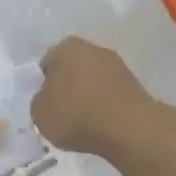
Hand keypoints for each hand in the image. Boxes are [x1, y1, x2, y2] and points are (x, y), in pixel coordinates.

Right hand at [32, 37, 167, 158]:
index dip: (43, 83)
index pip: (47, 62)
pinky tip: (101, 126)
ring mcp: (118, 66)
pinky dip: (105, 107)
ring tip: (82, 123)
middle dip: (67, 87)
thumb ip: (40, 100)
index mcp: (66, 47)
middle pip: (73, 69)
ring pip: (93, 81)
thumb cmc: (76, 113)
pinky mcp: (136, 86)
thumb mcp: (39, 112)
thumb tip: (49, 98)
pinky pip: (110, 96)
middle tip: (61, 112)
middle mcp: (94, 49)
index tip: (45, 103)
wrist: (127, 128)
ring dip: (87, 97)